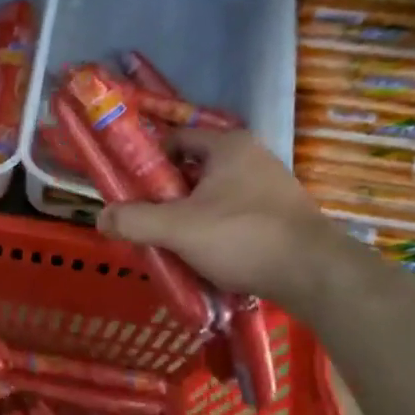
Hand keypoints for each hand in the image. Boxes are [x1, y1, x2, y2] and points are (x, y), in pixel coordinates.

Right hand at [97, 129, 337, 305]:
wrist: (315, 274)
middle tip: (146, 220)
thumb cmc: (242, 237)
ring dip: (189, 217)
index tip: (131, 188)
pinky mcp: (280, 216)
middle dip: (166, 195)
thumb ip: (135, 220)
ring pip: (213, 197)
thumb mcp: (177, 228)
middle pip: (193, 170)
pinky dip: (214, 231)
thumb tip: (100, 217)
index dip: (148, 161)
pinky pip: (234, 216)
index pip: (176, 139)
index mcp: (228, 146)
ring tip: (171, 243)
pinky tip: (204, 257)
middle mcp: (251, 158)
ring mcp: (270, 188)